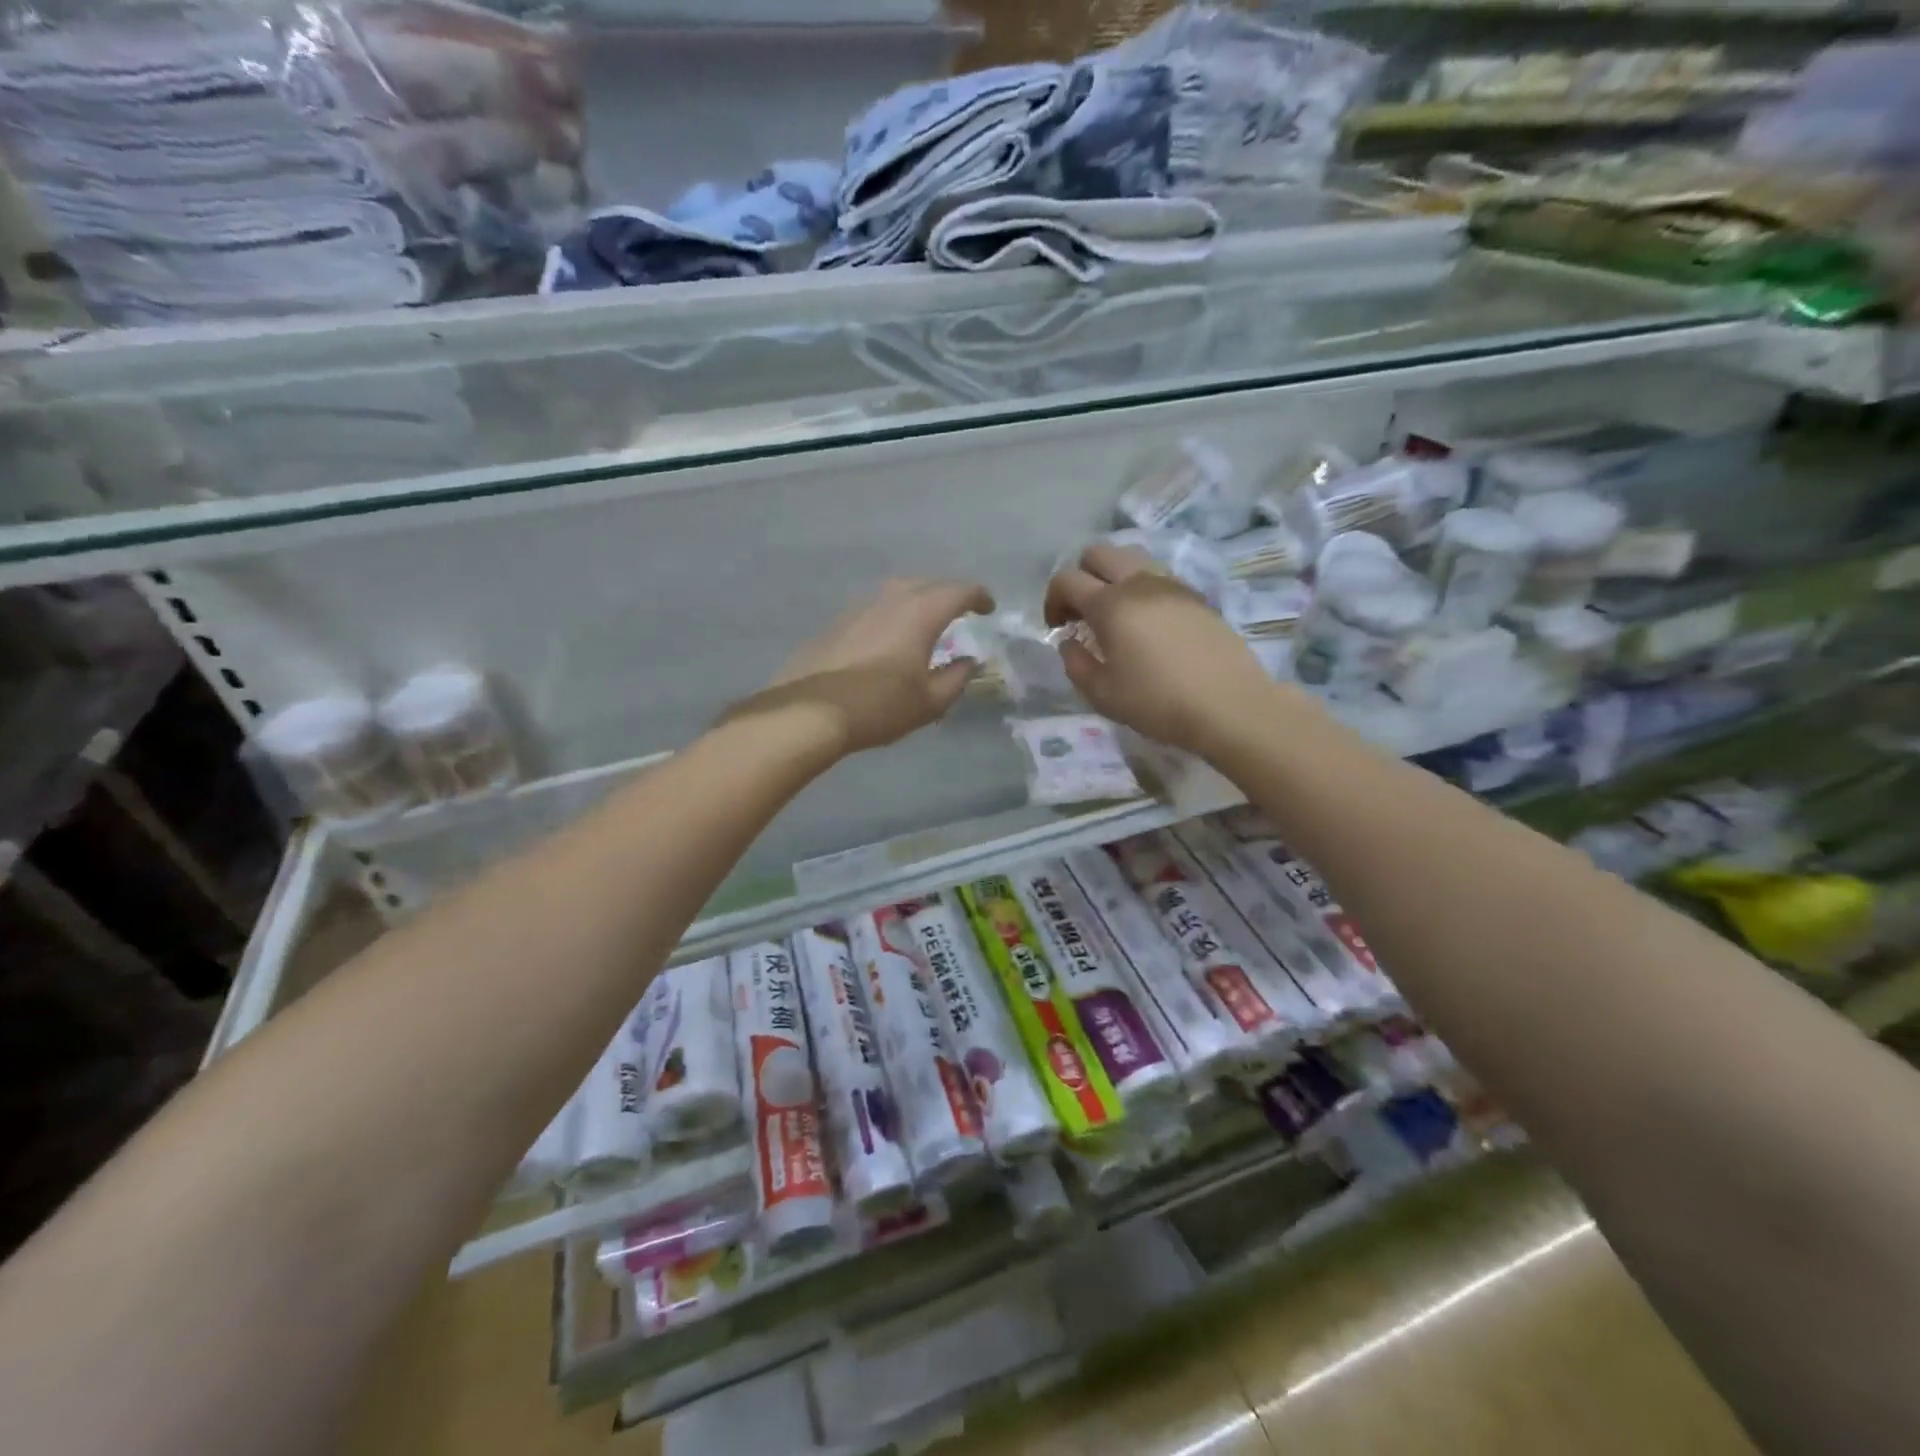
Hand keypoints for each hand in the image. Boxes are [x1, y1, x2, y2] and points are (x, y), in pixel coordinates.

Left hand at [735, 578, 995, 755]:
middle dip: (947, 593)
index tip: (988, 607)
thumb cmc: (880, 706)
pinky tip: (888, 637)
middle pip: (926, 583)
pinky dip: (890, 615)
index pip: (958, 591)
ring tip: (924, 621)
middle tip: (958, 610)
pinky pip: (873, 609)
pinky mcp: (836, 624)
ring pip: (896, 592)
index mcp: (920, 613)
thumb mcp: (930, 702)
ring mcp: (858, 608)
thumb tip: (969, 662)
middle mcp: (890, 600)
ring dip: (916, 600)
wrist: (810, 711)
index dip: (978, 596)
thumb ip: (956, 678)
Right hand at [1044, 543, 1275, 757]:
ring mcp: (1171, 586)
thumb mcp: (1102, 694)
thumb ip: (1075, 663)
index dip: (1052, 600)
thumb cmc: (1157, 702)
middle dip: (1081, 576)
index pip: (1066, 580)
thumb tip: (1069, 642)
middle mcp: (1139, 583)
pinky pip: (1157, 577)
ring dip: (1112, 578)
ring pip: (1131, 558)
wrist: (1229, 705)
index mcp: (1110, 604)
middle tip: (1081, 613)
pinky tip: (1147, 625)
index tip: (1057, 628)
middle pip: (1098, 553)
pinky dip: (1140, 589)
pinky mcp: (1196, 597)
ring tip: (1115, 616)